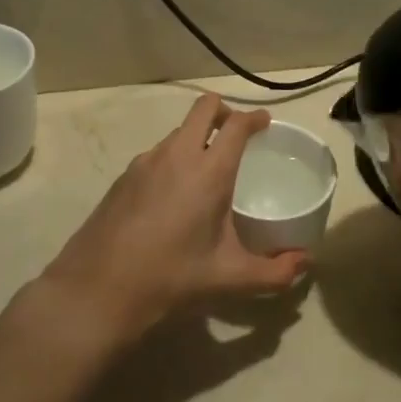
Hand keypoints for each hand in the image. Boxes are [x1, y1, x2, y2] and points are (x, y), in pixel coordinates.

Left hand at [38, 95, 308, 344]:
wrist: (95, 293)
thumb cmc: (170, 279)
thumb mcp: (229, 278)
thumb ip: (274, 272)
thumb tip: (305, 263)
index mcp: (208, 171)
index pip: (236, 124)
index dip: (254, 118)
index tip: (265, 123)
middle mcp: (177, 155)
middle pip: (203, 108)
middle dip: (223, 111)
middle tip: (237, 134)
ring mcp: (145, 163)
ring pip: (178, 132)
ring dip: (196, 137)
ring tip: (206, 170)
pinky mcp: (122, 179)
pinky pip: (157, 154)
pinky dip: (173, 159)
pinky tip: (173, 196)